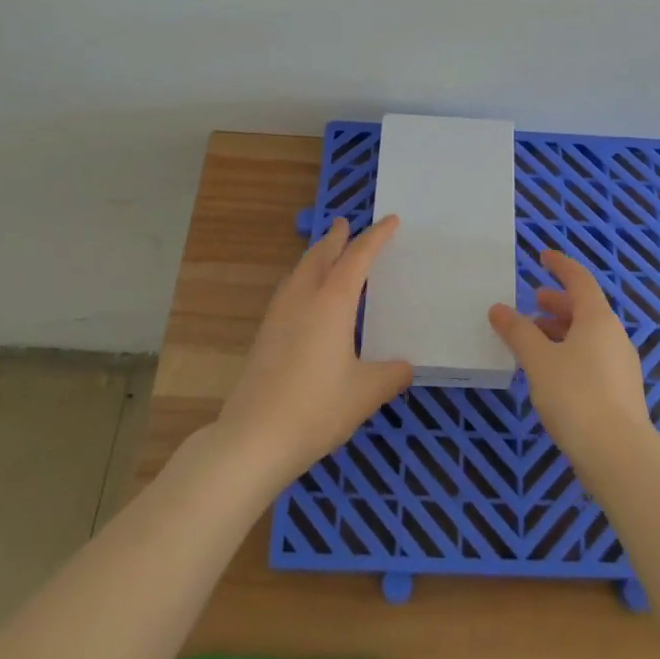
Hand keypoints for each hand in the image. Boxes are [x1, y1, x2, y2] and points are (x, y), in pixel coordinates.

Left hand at [216, 215, 412, 488]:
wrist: (254, 438)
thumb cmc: (317, 408)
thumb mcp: (366, 393)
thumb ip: (391, 375)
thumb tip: (405, 368)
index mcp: (332, 302)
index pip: (358, 257)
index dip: (376, 237)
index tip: (390, 220)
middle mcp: (304, 299)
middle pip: (320, 256)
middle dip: (336, 238)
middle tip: (345, 224)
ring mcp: (279, 316)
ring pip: (299, 271)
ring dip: (315, 256)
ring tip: (325, 253)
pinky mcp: (264, 335)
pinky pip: (288, 290)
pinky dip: (302, 278)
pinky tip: (304, 297)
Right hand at [488, 251, 654, 475]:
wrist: (618, 455)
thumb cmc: (576, 396)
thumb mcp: (538, 360)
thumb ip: (518, 332)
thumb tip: (499, 309)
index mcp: (598, 319)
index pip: (579, 279)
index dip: (560, 265)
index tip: (542, 256)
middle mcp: (614, 335)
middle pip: (585, 308)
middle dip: (557, 302)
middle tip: (533, 302)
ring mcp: (621, 365)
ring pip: (588, 335)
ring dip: (561, 330)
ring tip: (534, 340)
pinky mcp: (621, 393)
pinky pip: (592, 358)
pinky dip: (570, 353)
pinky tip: (551, 373)